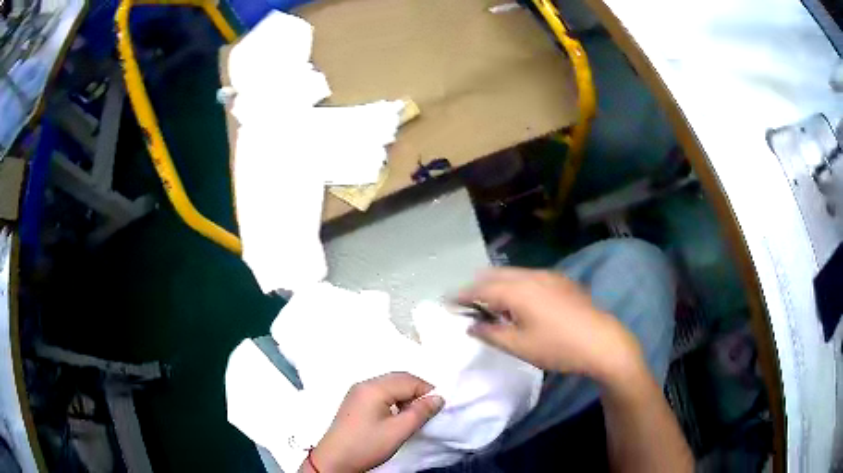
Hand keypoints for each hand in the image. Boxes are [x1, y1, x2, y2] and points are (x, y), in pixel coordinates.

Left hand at [304, 372, 443, 472]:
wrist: (334, 460)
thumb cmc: (367, 445)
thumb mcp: (398, 431)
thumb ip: (420, 412)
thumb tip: (438, 398)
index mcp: (374, 387)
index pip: (408, 380)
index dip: (427, 391)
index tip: (438, 407)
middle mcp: (364, 384)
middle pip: (398, 379)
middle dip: (417, 392)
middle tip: (428, 411)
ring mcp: (357, 392)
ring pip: (389, 386)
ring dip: (405, 396)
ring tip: (414, 415)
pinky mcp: (354, 402)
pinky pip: (380, 393)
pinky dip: (394, 400)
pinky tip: (397, 416)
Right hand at [458, 268, 644, 384]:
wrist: (602, 341)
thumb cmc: (557, 347)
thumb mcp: (519, 346)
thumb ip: (491, 333)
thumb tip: (472, 326)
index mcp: (517, 290)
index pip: (480, 288)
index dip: (461, 295)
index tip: (447, 302)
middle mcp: (531, 276)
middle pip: (495, 275)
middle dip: (478, 287)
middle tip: (467, 304)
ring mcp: (549, 276)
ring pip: (513, 274)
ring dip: (497, 285)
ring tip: (491, 305)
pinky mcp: (561, 281)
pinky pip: (529, 277)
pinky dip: (515, 285)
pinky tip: (519, 304)